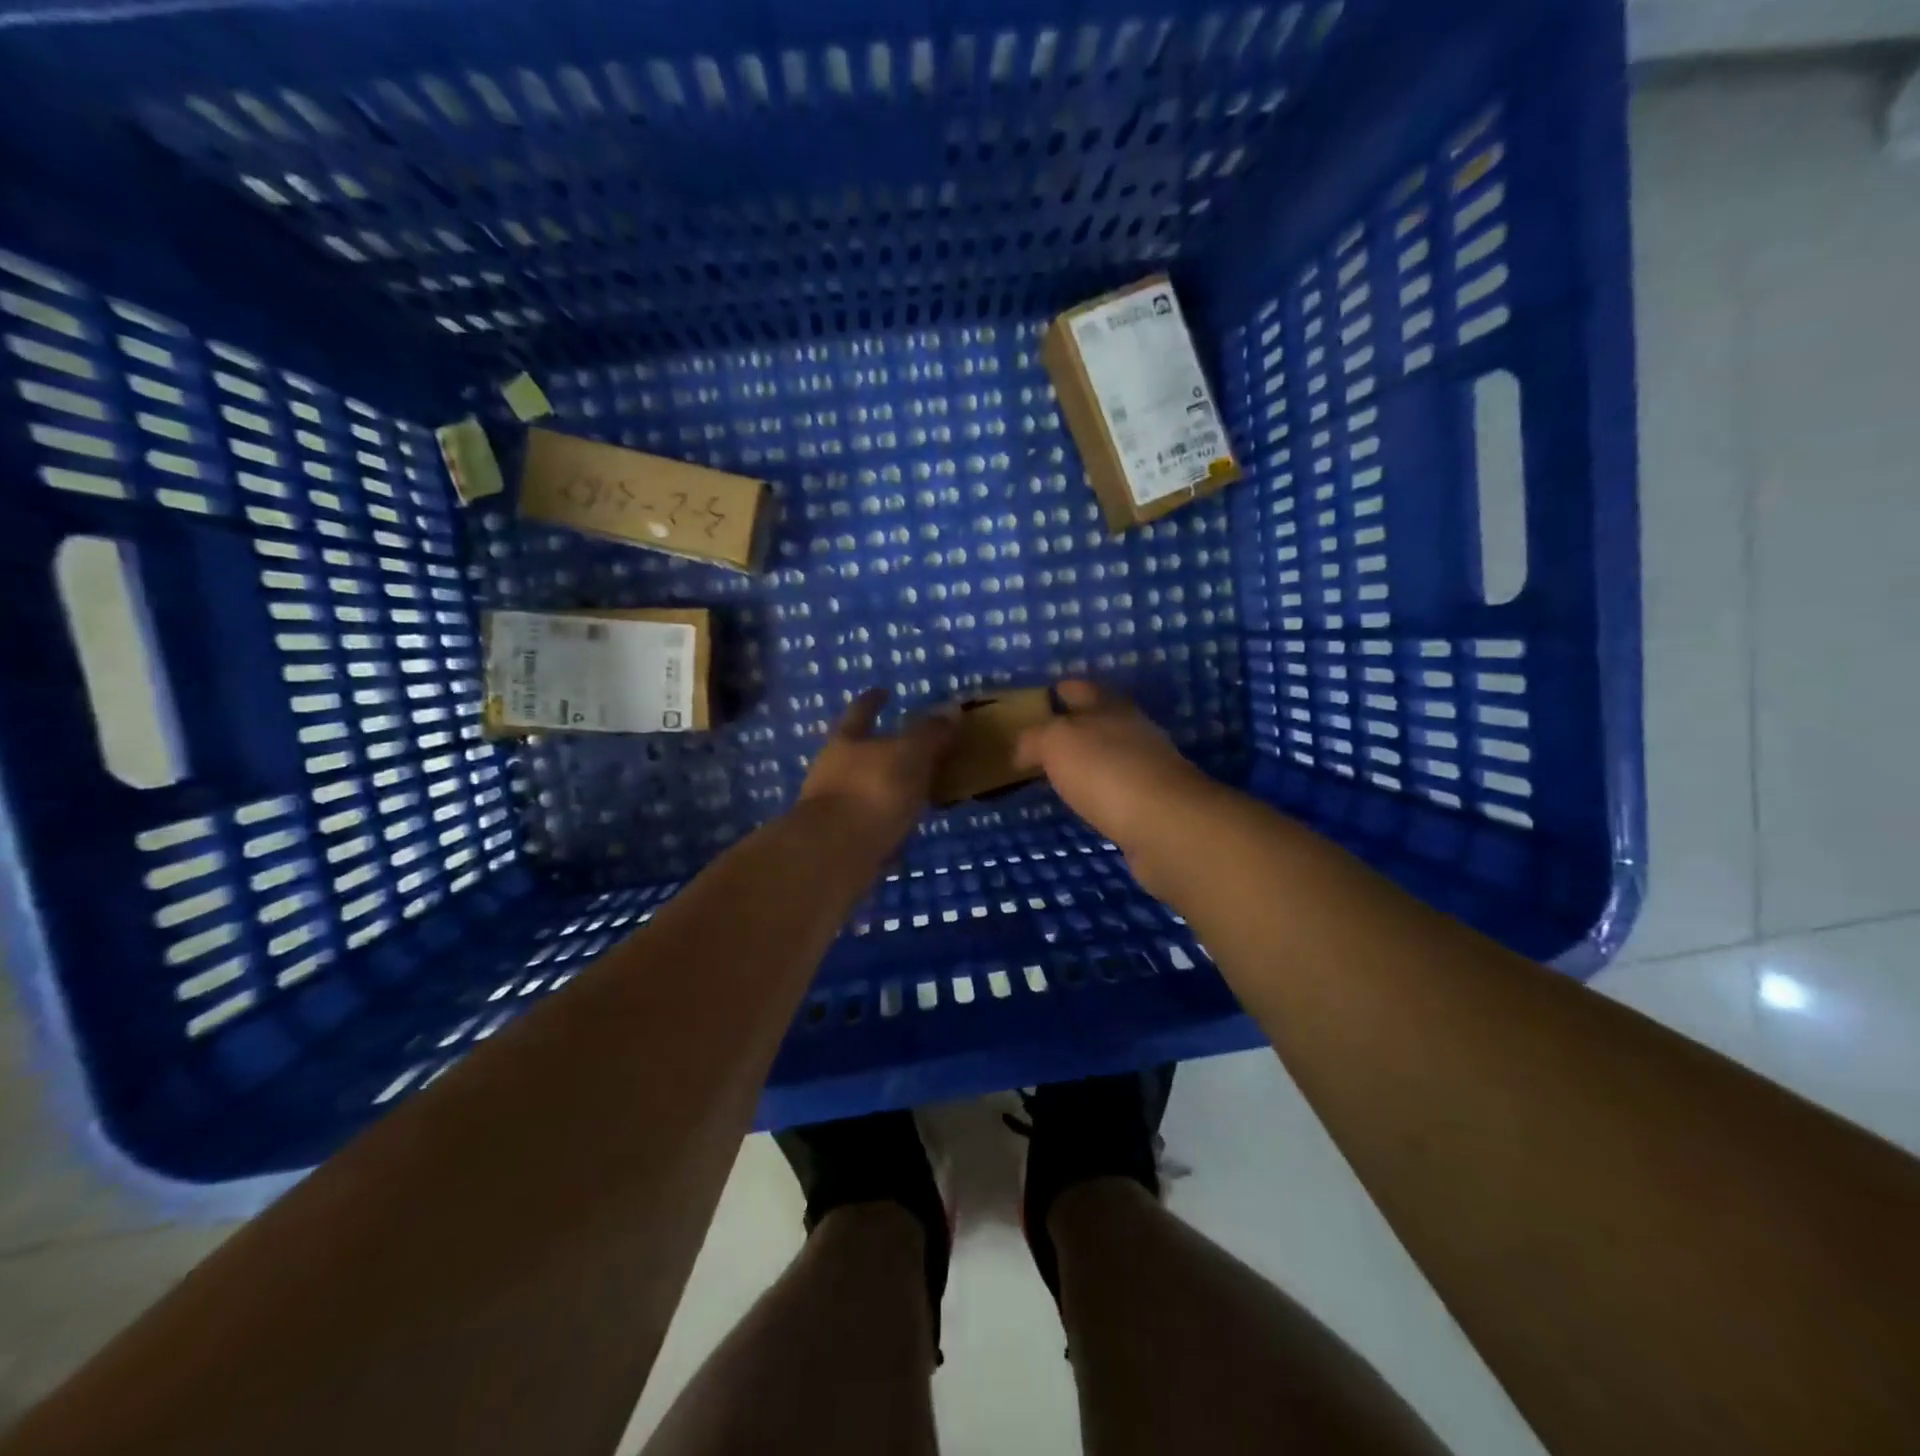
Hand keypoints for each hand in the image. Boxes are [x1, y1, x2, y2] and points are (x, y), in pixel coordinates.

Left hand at [797, 689, 956, 846]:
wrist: (834, 854)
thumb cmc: (872, 791)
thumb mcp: (909, 754)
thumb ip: (930, 733)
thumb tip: (951, 708)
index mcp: (846, 741)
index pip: (860, 712)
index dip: (872, 701)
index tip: (883, 691)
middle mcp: (832, 771)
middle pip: (856, 752)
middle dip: (878, 748)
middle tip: (909, 748)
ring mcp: (832, 808)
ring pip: (863, 790)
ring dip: (885, 790)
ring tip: (916, 793)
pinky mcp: (838, 843)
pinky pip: (869, 825)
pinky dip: (886, 824)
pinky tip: (904, 831)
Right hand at [1013, 681, 1213, 857]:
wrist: (1165, 824)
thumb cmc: (1106, 771)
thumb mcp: (1056, 743)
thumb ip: (1035, 739)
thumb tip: (1022, 749)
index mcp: (1111, 708)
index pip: (1083, 689)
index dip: (1065, 688)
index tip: (1048, 693)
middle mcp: (1134, 731)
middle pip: (1103, 720)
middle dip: (1079, 724)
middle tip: (1048, 737)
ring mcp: (1149, 768)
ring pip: (1113, 755)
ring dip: (1091, 760)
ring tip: (1063, 772)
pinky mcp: (1155, 804)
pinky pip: (1120, 789)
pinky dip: (1103, 791)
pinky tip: (1088, 802)